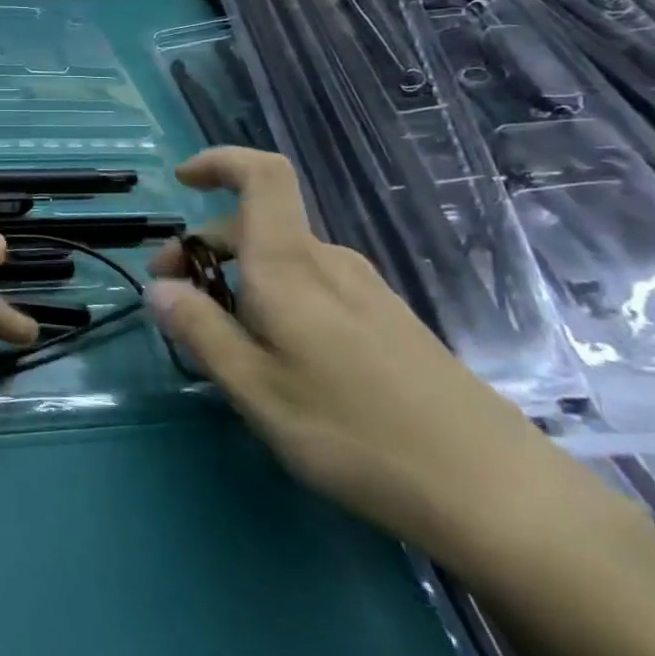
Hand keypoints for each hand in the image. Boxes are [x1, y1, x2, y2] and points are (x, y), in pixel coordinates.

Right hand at [147, 148, 590, 572]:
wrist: (496, 493)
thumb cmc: (354, 432)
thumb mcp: (255, 388)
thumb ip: (200, 330)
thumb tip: (158, 288)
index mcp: (291, 266)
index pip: (262, 176)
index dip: (220, 162)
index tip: (180, 182)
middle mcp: (329, 263)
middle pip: (257, 225)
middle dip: (203, 247)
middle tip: (172, 298)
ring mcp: (366, 292)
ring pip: (283, 260)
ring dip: (237, 278)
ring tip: (220, 337)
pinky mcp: (388, 323)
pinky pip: (313, 287)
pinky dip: (274, 299)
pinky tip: (276, 356)